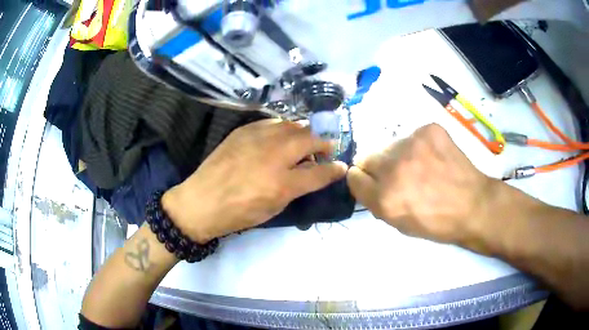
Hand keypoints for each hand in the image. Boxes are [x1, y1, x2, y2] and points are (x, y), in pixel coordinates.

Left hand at [162, 119, 347, 242]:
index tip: (342, 166)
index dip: (335, 169)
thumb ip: (297, 188)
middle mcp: (273, 154)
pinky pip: (272, 123)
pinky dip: (283, 129)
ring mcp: (257, 137)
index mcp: (282, 182)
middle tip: (326, 150)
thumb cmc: (238, 213)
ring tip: (304, 143)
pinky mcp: (244, 130)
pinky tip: (281, 138)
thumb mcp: (274, 208)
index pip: (320, 172)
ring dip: (304, 133)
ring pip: (293, 125)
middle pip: (310, 138)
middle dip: (324, 143)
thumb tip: (313, 174)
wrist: (201, 201)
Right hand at [347, 124, 498, 247]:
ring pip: (390, 145)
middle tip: (399, 176)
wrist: (474, 205)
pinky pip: (412, 136)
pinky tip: (434, 158)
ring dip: (399, 156)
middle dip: (378, 168)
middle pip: (367, 157)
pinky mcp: (429, 130)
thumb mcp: (400, 224)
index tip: (372, 183)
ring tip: (421, 167)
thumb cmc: (438, 222)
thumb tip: (367, 183)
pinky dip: (419, 147)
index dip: (363, 181)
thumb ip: (377, 202)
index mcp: (384, 198)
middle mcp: (393, 168)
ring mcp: (412, 144)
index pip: (354, 177)